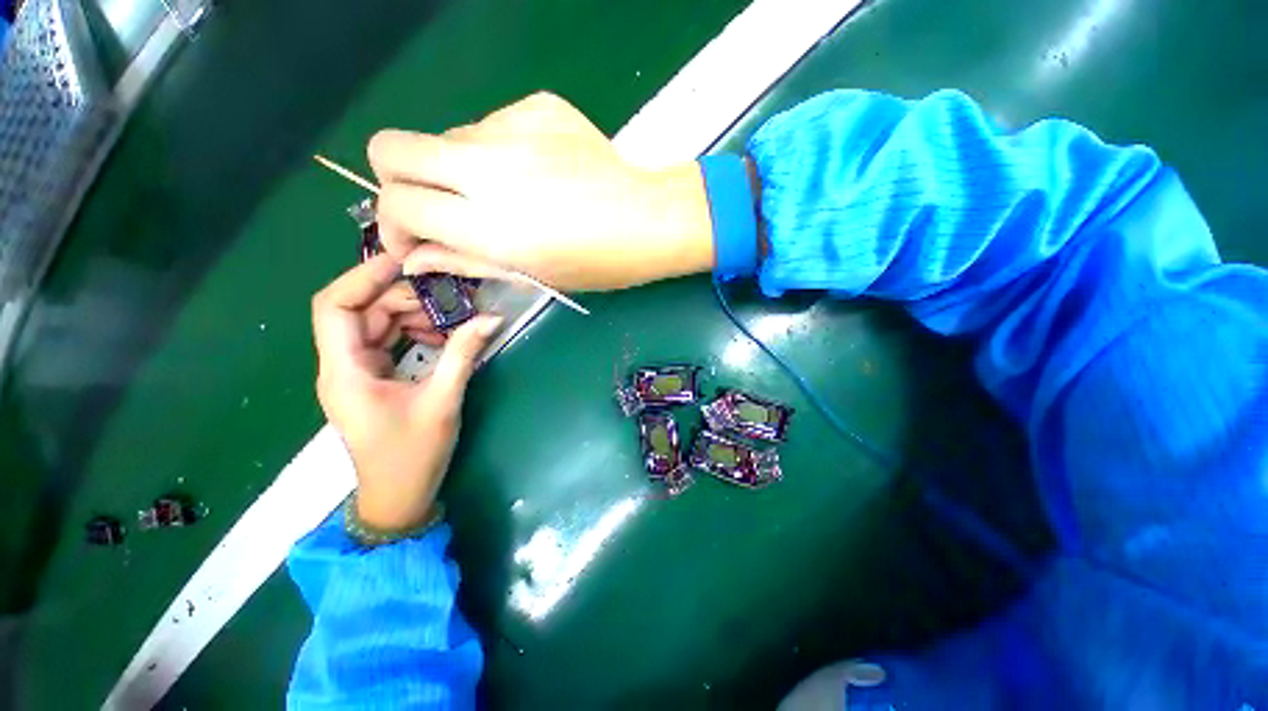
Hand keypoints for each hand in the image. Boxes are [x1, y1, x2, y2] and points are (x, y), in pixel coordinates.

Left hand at [311, 255, 501, 529]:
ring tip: (450, 319)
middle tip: (446, 295)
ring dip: (410, 316)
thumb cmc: (413, 454)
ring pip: (375, 326)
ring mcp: (356, 373)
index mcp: (345, 371)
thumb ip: (463, 354)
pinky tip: (441, 338)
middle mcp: (342, 366)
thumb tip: (492, 318)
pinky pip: (387, 343)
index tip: (403, 263)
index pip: (335, 307)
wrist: (399, 496)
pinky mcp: (373, 380)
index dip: (362, 277)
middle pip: (360, 312)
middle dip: (401, 298)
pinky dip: (413, 334)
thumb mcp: (443, 400)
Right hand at [368, 92, 715, 290]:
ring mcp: (512, 129)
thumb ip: (468, 262)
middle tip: (434, 208)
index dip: (394, 226)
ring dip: (458, 170)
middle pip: (392, 148)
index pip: (398, 204)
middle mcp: (488, 169)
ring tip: (506, 197)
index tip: (414, 240)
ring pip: (447, 139)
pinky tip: (535, 173)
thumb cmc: (598, 262)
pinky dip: (497, 152)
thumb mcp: (534, 276)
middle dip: (398, 181)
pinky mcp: (536, 107)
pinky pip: (491, 126)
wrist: (650, 220)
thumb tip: (416, 257)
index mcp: (491, 226)